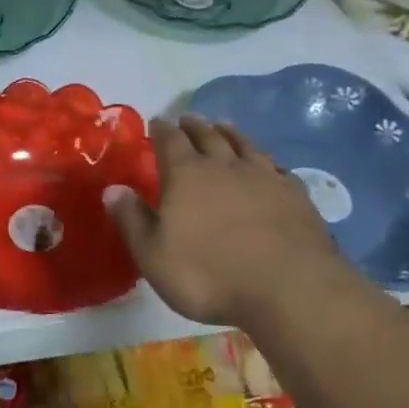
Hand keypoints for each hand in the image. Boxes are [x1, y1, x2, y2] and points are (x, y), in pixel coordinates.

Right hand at [107, 116, 348, 327]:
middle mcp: (224, 166)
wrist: (289, 288)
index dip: (161, 130)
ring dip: (231, 133)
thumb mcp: (154, 255)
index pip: (169, 141)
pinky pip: (278, 169)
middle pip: (207, 136)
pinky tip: (269, 166)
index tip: (156, 122)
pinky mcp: (295, 195)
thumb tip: (112, 189)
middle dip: (194, 126)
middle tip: (187, 119)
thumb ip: (132, 220)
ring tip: (223, 125)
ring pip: (244, 145)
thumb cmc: (210, 275)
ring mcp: (264, 177)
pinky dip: (268, 163)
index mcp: (186, 175)